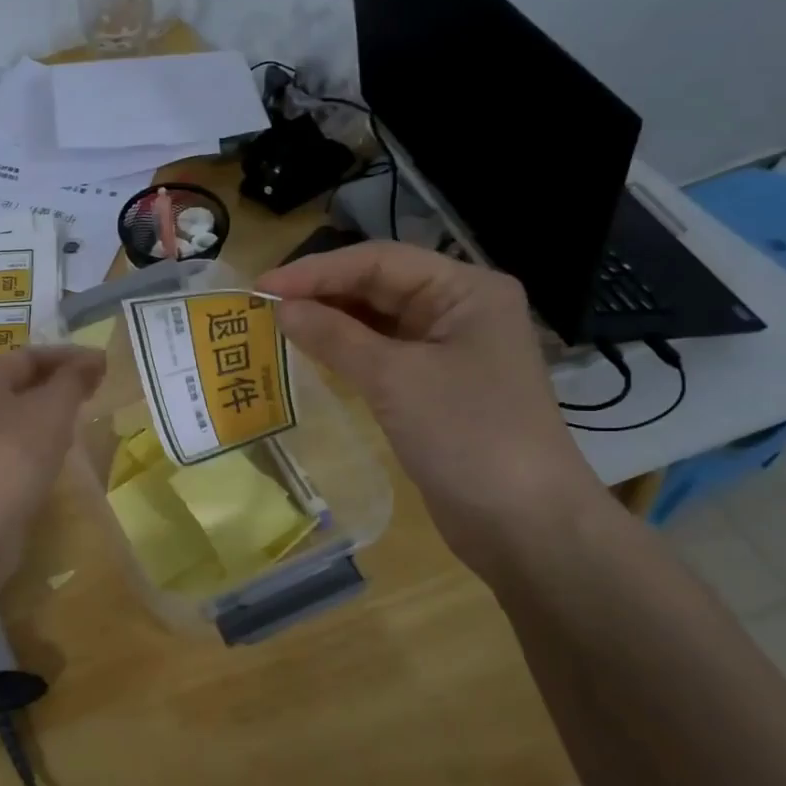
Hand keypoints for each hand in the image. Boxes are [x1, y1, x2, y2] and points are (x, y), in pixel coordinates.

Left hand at [0, 346, 105, 524]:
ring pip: (14, 416)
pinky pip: (10, 444)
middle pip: (18, 383)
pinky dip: (35, 442)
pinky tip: (57, 453)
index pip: (29, 355)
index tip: (104, 364)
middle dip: (58, 384)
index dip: (69, 356)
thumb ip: (74, 379)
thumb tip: (93, 358)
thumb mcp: (53, 408)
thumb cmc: (15, 452)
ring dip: (47, 414)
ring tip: (81, 419)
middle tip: (95, 390)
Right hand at [258, 242, 605, 571]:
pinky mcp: (434, 387)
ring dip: (330, 322)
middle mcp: (459, 310)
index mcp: (466, 290)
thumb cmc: (466, 436)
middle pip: (379, 286)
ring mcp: (448, 350)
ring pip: (377, 321)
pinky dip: (346, 352)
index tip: (262, 286)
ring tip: (276, 325)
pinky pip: (382, 355)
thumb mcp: (395, 379)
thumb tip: (282, 308)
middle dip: (322, 293)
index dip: (317, 270)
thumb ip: (335, 337)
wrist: (523, 524)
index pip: (380, 261)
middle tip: (261, 306)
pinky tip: (310, 354)